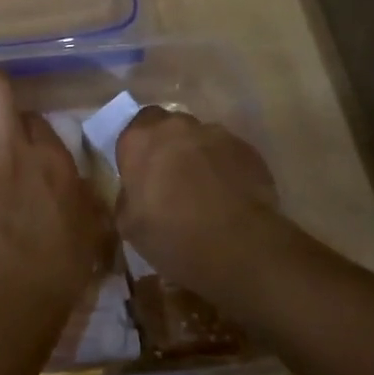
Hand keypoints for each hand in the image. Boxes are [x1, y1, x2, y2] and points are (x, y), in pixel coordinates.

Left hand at [0, 69, 111, 313]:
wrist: (10, 297)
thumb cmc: (58, 270)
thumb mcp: (91, 229)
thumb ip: (84, 197)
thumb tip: (78, 184)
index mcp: (52, 161)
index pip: (35, 119)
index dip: (26, 118)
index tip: (22, 127)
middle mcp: (14, 151)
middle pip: (0, 95)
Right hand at [115, 108, 284, 299]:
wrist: (238, 247)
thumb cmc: (173, 236)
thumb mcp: (129, 226)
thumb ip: (127, 197)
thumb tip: (134, 192)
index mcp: (140, 141)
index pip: (132, 130)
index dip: (138, 151)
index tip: (142, 175)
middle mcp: (175, 127)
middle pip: (168, 128)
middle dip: (168, 147)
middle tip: (171, 180)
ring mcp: (215, 134)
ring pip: (200, 139)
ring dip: (198, 157)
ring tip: (206, 191)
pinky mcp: (246, 149)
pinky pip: (228, 153)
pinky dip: (225, 168)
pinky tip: (230, 197)